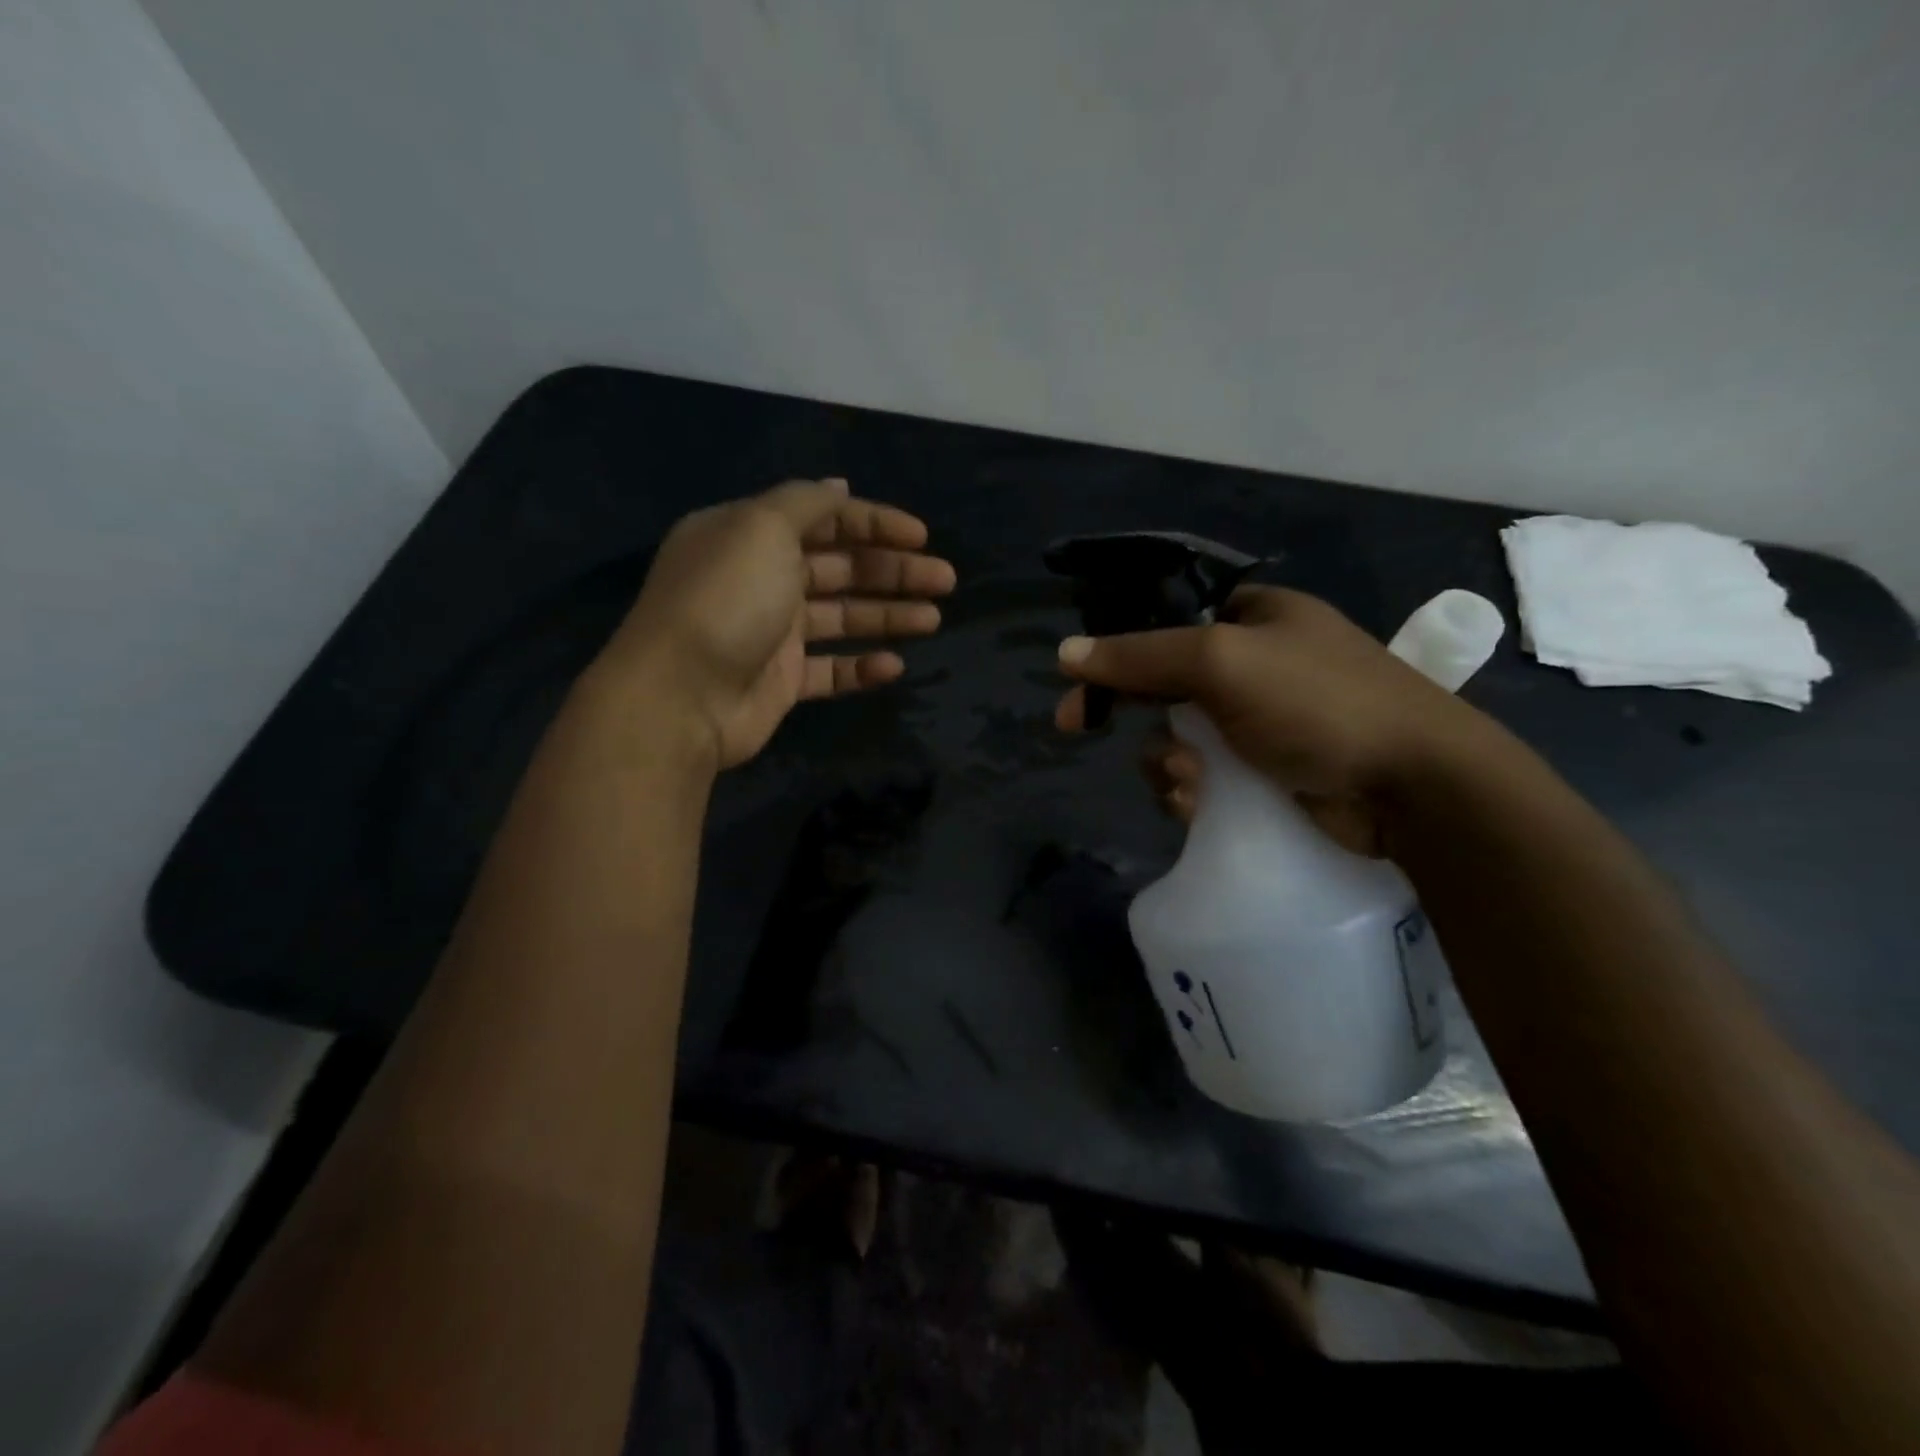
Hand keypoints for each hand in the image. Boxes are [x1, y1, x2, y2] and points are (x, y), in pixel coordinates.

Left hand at [599, 479, 954, 768]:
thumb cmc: (726, 600)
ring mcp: (773, 633)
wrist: (680, 696)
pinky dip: (862, 666)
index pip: (824, 518)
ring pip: (843, 617)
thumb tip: (840, 486)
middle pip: (841, 568)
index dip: (875, 523)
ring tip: (933, 618)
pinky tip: (894, 665)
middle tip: (944, 579)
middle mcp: (762, 579)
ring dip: (889, 614)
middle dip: (894, 570)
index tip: (921, 537)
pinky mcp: (782, 681)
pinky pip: (831, 669)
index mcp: (751, 535)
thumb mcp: (762, 527)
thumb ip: (806, 503)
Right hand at [1056, 587, 1497, 854]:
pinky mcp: (1268, 772)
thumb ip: (1140, 655)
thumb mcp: (1221, 663)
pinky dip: (1191, 790)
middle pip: (1163, 684)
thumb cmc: (1318, 704)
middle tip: (1082, 729)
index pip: (1165, 622)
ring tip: (1190, 781)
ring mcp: (1264, 722)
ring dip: (1165, 761)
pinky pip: (1203, 777)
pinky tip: (1201, 804)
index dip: (1116, 651)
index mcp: (1252, 617)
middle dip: (1138, 714)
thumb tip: (1067, 652)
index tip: (1076, 684)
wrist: (1413, 788)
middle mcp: (1256, 664)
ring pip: (1177, 737)